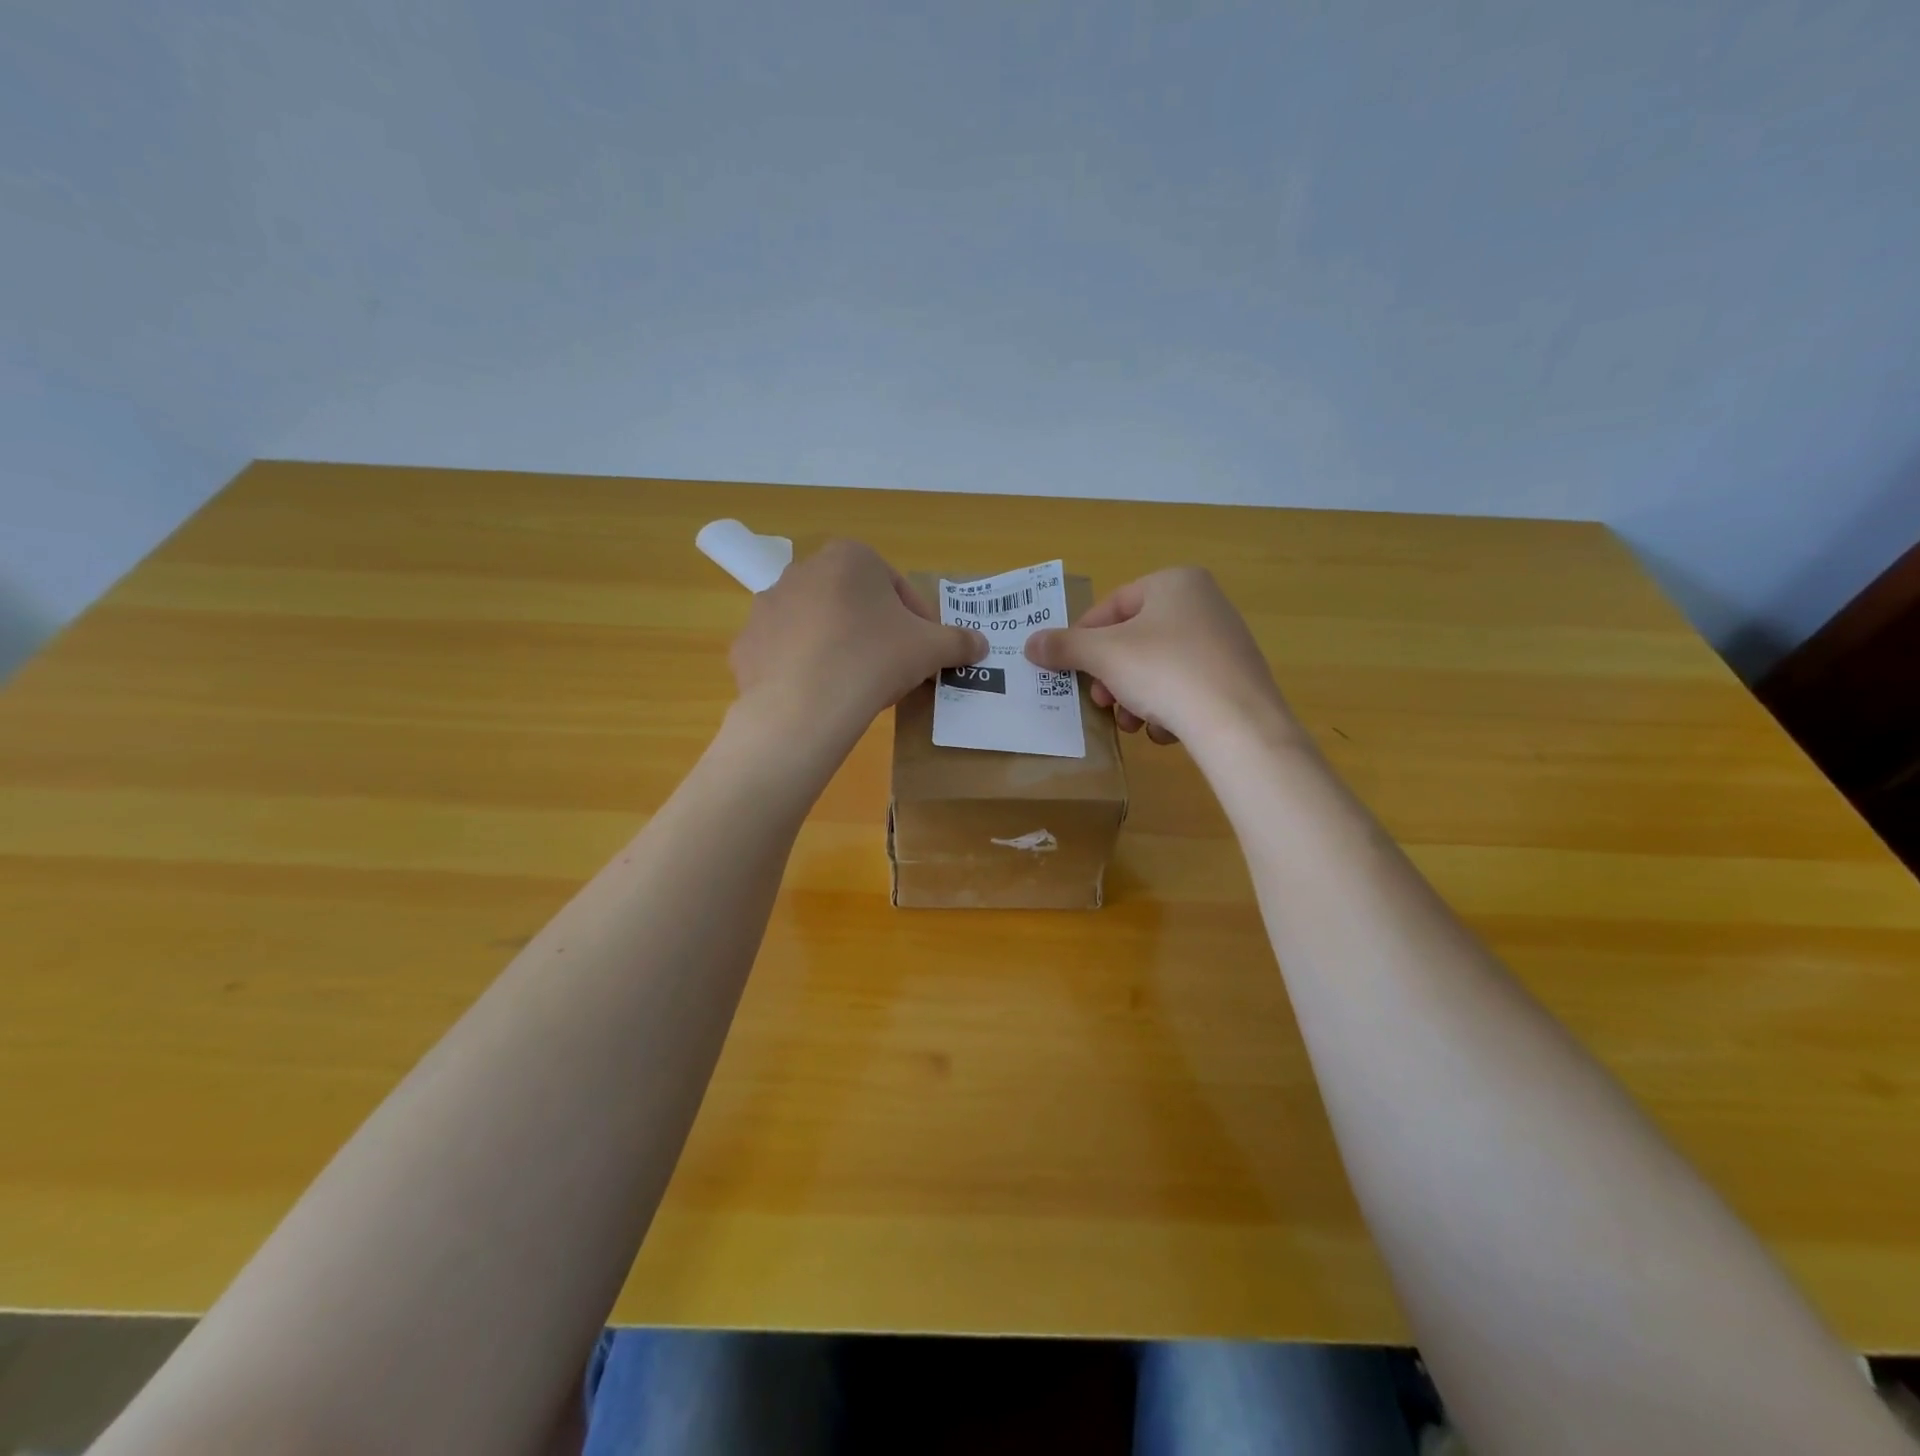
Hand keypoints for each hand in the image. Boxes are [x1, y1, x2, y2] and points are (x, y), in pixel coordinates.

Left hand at [729, 540, 987, 750]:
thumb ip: (959, 641)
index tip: (924, 652)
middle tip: (892, 668)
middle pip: (853, 602)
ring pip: (817, 626)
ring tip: (855, 685)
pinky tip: (820, 696)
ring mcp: (768, 606)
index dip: (917, 621)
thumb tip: (981, 644)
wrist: (805, 706)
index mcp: (850, 557)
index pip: (896, 586)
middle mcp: (803, 570)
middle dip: (874, 630)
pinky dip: (803, 669)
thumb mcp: (931, 649)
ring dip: (838, 647)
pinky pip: (785, 653)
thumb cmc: (874, 659)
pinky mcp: (747, 644)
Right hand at [1024, 567, 1293, 746]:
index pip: (1111, 607)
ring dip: (1134, 698)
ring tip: (1132, 724)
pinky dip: (1167, 708)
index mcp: (1174, 582)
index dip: (1082, 640)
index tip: (1069, 671)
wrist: (1239, 724)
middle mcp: (1204, 603)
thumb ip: (1064, 647)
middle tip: (1101, 703)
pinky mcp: (1235, 678)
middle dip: (1110, 677)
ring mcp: (1224, 641)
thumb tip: (1030, 643)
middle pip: (1133, 640)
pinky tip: (1166, 730)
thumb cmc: (1165, 672)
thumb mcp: (1104, 656)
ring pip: (1156, 668)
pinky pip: (1185, 688)